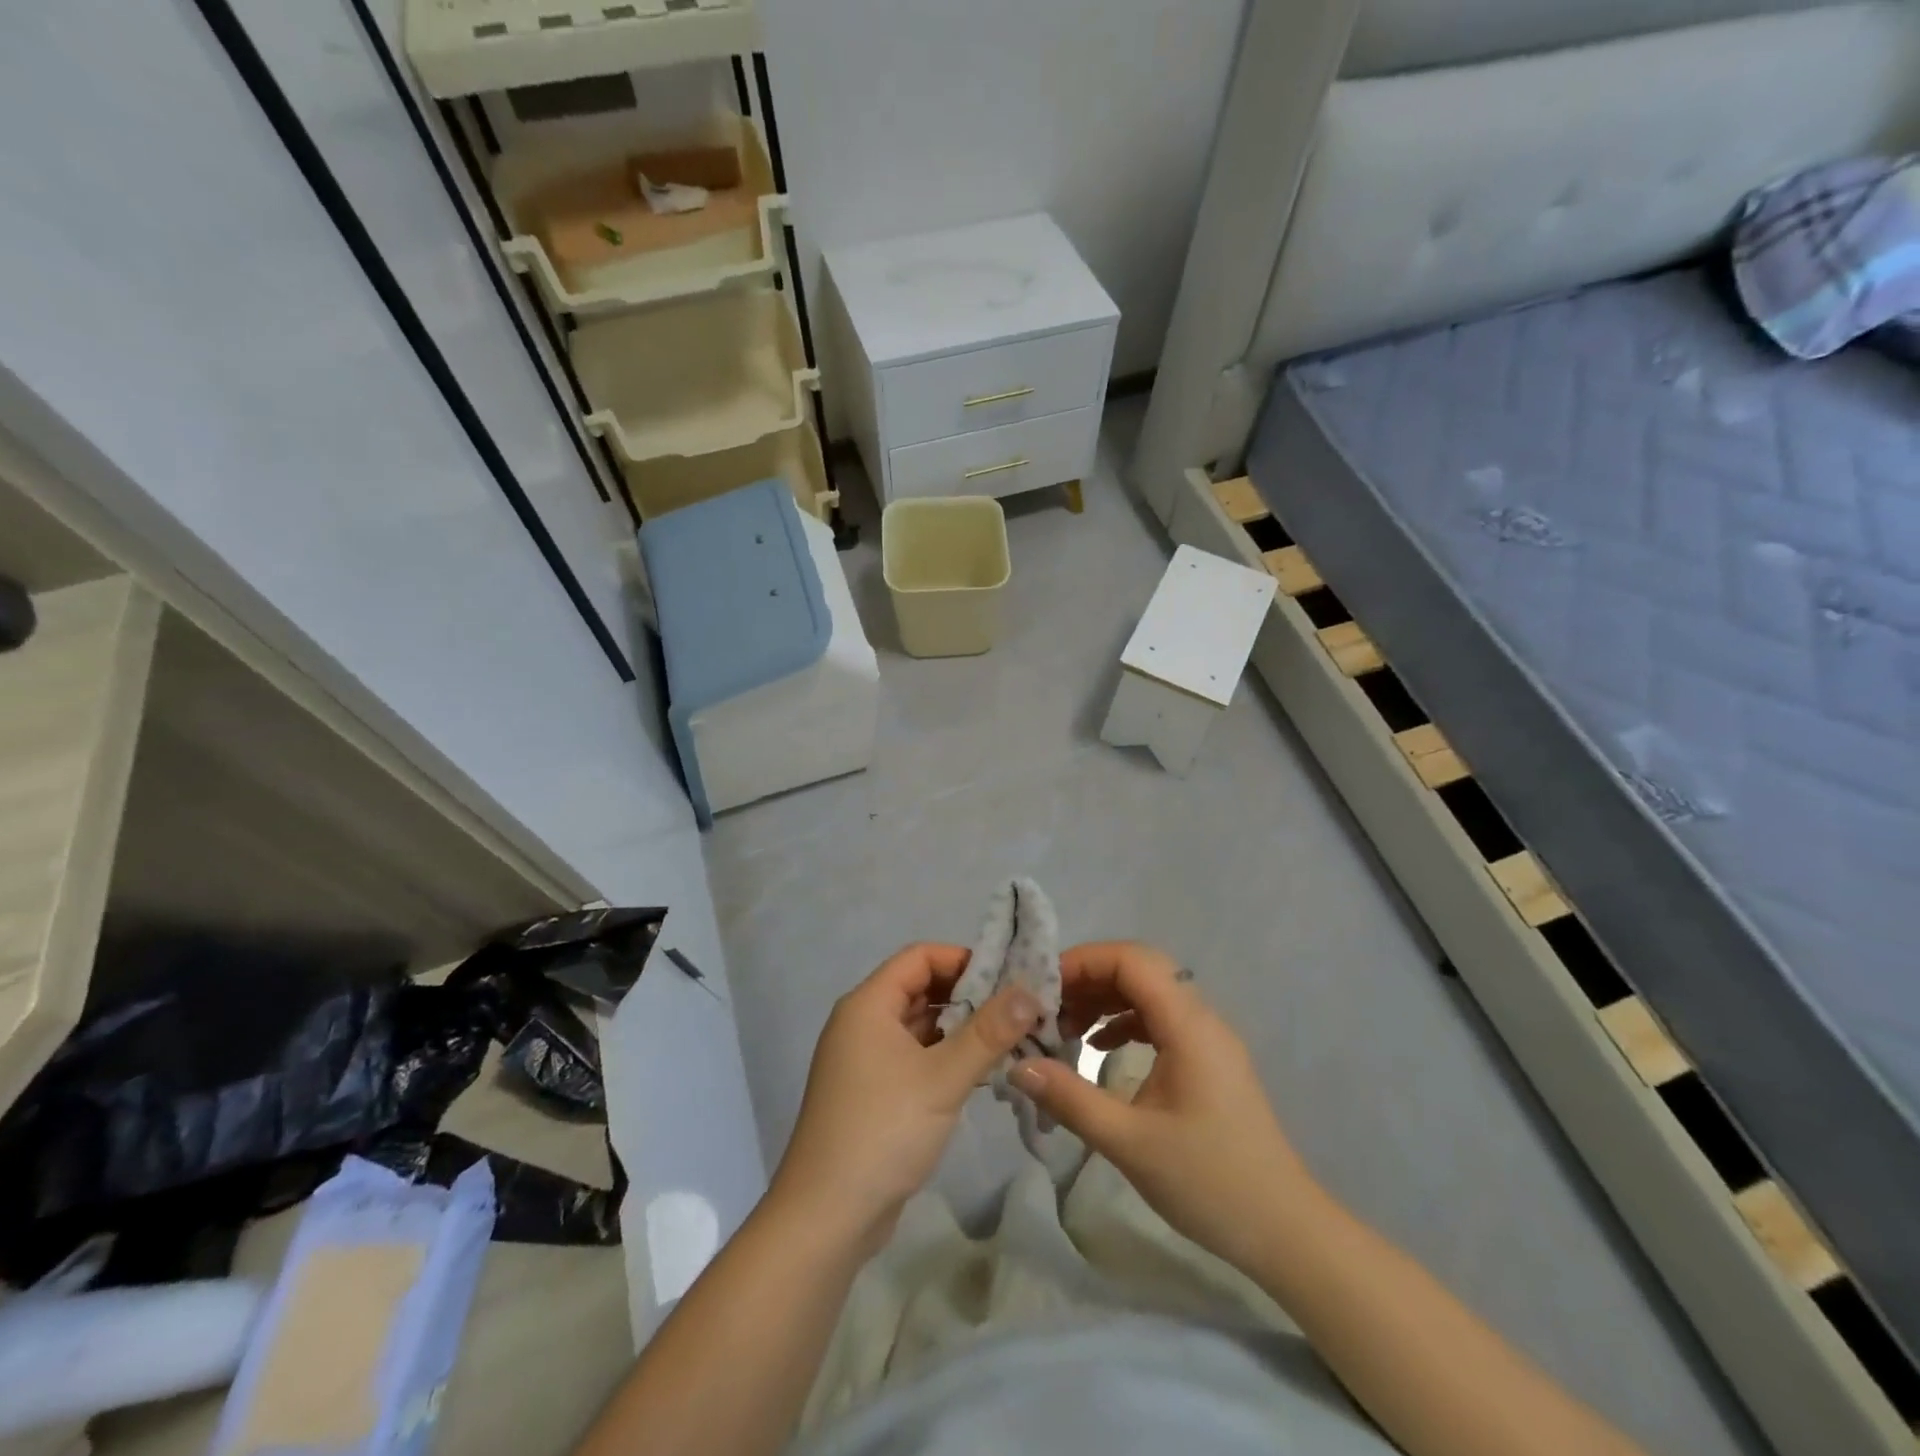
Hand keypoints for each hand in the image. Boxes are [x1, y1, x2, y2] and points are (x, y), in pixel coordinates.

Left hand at [771, 944, 1042, 1255]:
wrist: (827, 1217)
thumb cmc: (883, 1131)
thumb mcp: (942, 1078)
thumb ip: (988, 1033)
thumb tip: (1029, 992)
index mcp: (868, 1005)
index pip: (919, 957)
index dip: (962, 959)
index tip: (1007, 977)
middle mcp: (862, 1023)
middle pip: (920, 989)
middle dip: (967, 995)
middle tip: (1016, 1009)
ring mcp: (864, 1060)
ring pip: (919, 1026)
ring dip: (959, 1029)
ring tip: (1009, 1038)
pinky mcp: (872, 1093)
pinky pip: (914, 1057)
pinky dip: (944, 1057)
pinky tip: (980, 1072)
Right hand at [1012, 942, 1319, 1273]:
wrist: (1284, 1231)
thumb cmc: (1209, 1183)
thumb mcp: (1130, 1143)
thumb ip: (1071, 1099)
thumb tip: (1018, 1066)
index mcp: (1189, 1026)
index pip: (1133, 961)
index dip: (1085, 961)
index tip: (1043, 986)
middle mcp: (1201, 1019)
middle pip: (1140, 969)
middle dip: (1089, 978)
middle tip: (1046, 1005)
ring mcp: (1208, 1040)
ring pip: (1149, 993)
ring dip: (1105, 999)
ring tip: (1063, 1026)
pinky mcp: (1208, 1061)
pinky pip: (1160, 1020)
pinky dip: (1124, 1022)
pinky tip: (1098, 1048)